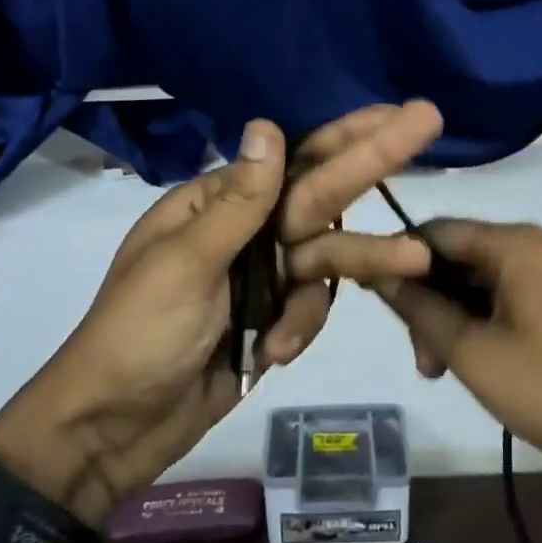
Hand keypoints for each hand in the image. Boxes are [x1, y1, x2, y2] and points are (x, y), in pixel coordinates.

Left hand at [0, 105, 442, 522]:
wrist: (114, 431)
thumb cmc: (138, 336)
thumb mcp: (185, 264)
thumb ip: (239, 202)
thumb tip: (268, 125)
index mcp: (217, 203)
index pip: (294, 159)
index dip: (346, 133)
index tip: (394, 111)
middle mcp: (246, 231)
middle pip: (322, 193)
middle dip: (373, 161)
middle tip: (428, 122)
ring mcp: (262, 277)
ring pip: (328, 257)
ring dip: (366, 260)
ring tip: (416, 259)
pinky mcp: (273, 320)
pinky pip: (312, 308)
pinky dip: (303, 327)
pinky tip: (275, 352)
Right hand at [373, 220, 541, 481]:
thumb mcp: (476, 355)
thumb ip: (422, 310)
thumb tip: (379, 272)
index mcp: (518, 244)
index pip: (437, 231)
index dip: (399, 262)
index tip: (378, 304)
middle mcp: (541, 244)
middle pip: (462, 257)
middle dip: (432, 302)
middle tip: (423, 362)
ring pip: (487, 281)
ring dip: (458, 318)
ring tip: (447, 372)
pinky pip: (515, 296)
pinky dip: (489, 323)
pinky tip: (483, 363)